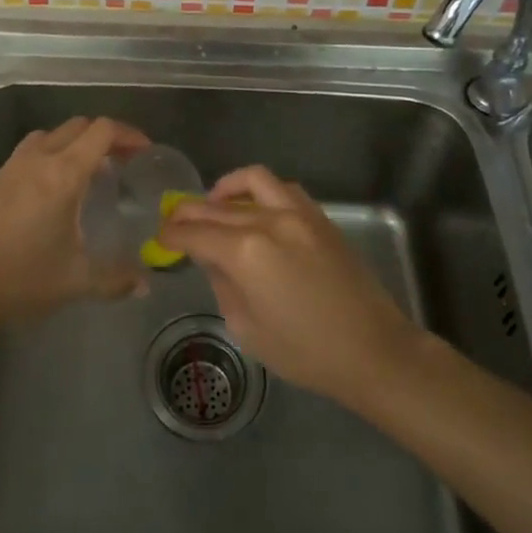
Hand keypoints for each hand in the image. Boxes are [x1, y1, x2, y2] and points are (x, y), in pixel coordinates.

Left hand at [0, 116, 149, 330]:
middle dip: (104, 137)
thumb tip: (144, 284)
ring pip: (51, 135)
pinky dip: (51, 155)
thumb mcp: (76, 280)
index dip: (128, 134)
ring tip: (88, 172)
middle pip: (78, 126)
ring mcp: (12, 167)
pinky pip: (30, 151)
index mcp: (63, 173)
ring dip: (74, 143)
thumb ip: (115, 279)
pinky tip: (53, 190)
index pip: (101, 131)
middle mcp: (38, 159)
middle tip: (122, 162)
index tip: (144, 151)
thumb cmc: (22, 278)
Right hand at [161, 166, 423, 405]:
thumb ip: (223, 285)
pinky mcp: (319, 217)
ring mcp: (297, 213)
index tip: (160, 238)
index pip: (194, 233)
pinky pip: (282, 189)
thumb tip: (212, 260)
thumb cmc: (305, 351)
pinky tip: (256, 211)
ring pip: (252, 181)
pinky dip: (261, 193)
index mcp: (245, 253)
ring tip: (215, 205)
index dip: (171, 235)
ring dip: (226, 189)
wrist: (372, 349)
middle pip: (216, 206)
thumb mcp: (247, 328)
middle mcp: (268, 221)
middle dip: (189, 212)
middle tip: (175, 222)